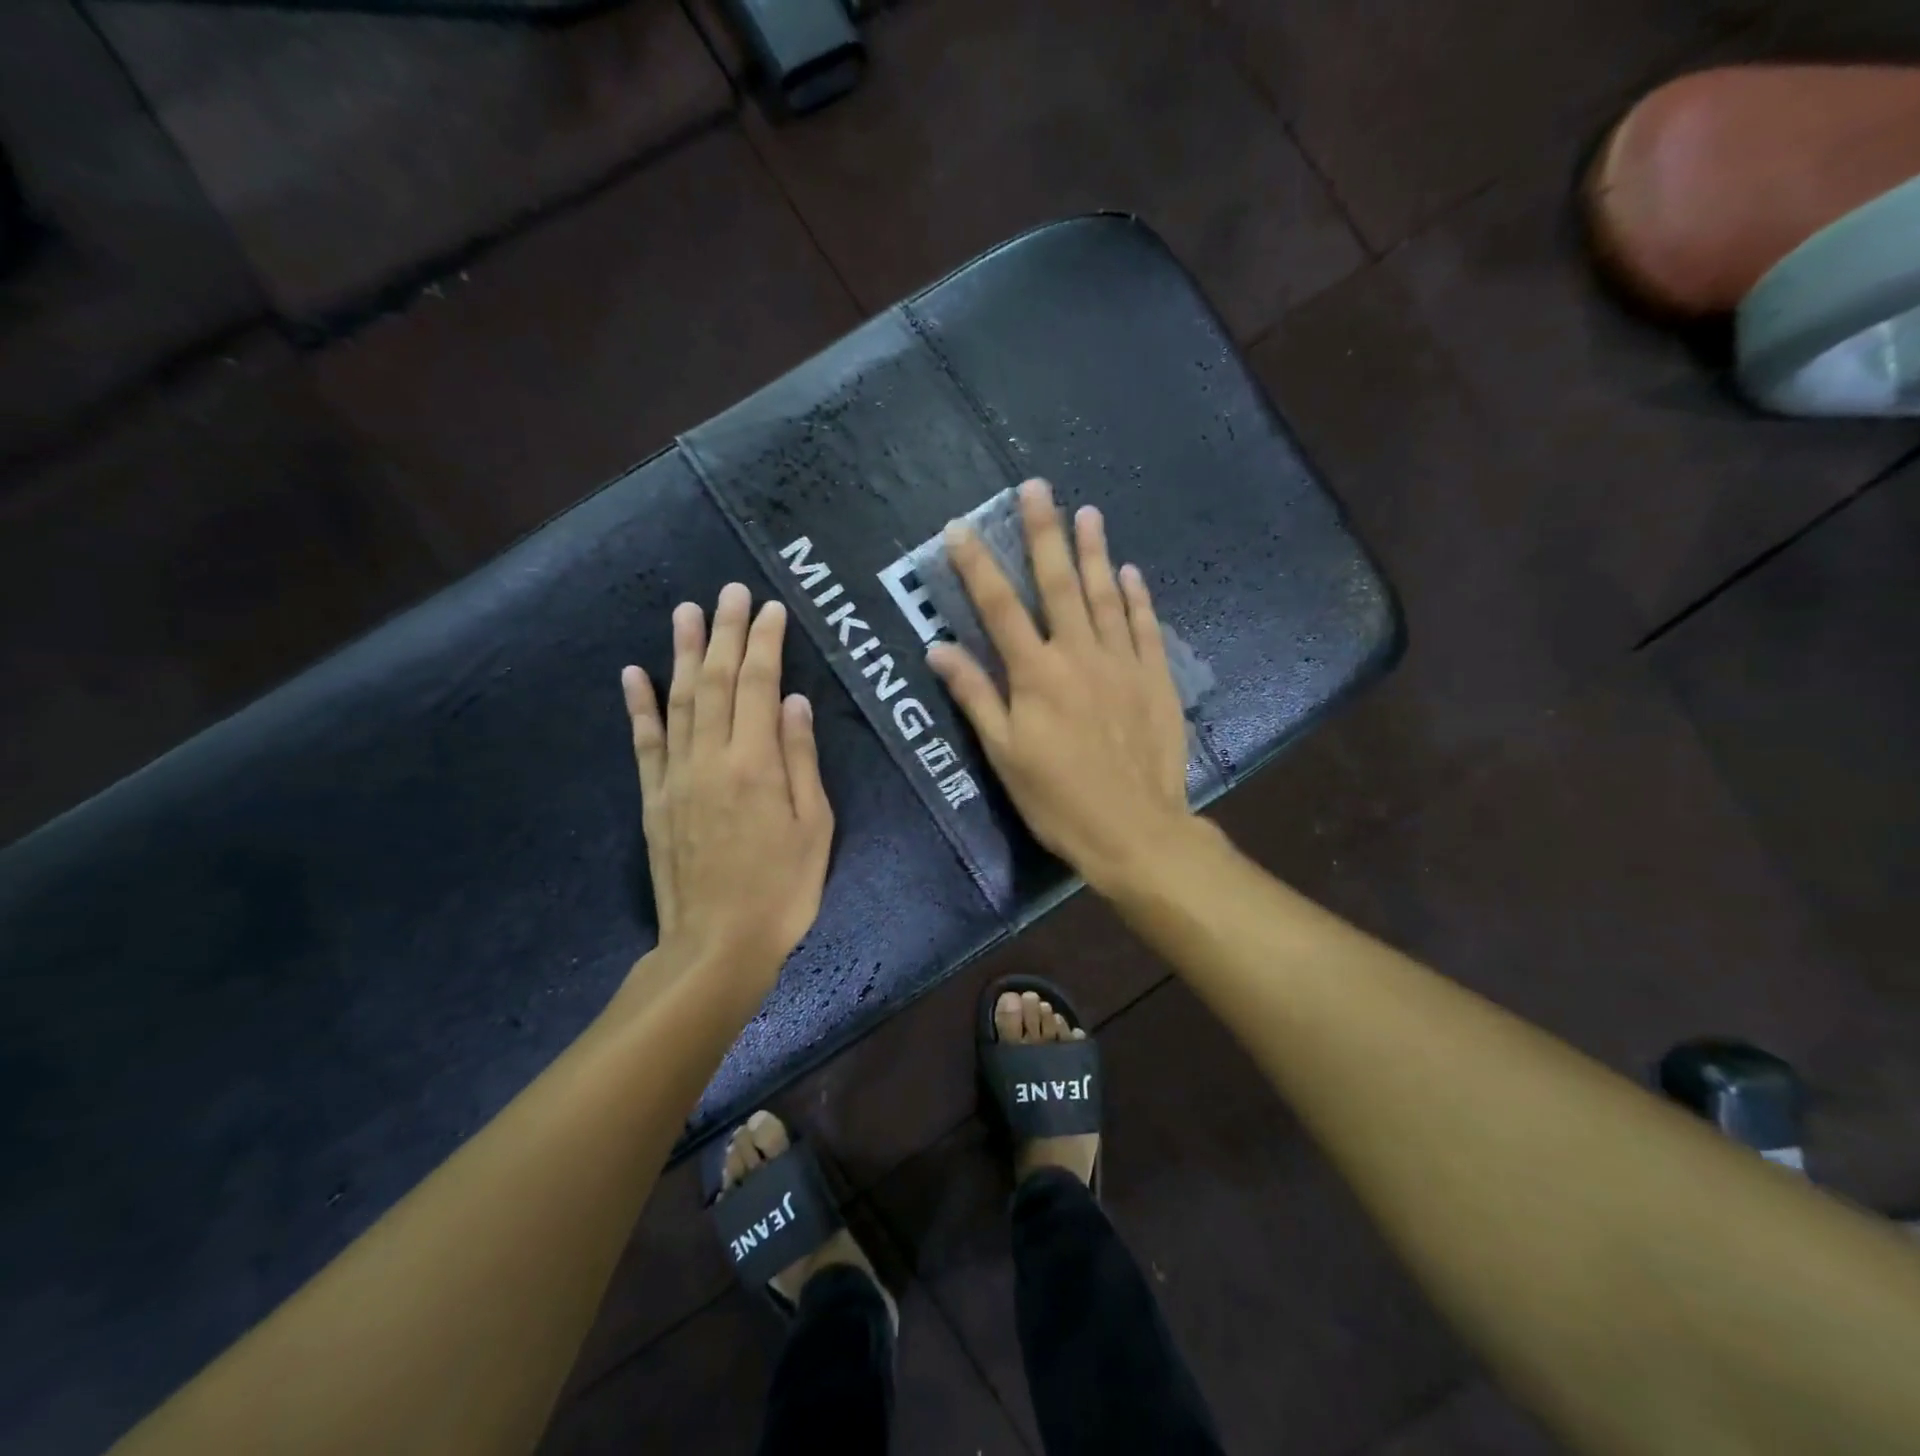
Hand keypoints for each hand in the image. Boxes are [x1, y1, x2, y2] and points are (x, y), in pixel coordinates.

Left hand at [621, 583, 833, 997]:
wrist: (717, 945)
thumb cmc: (782, 889)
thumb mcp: (815, 827)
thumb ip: (802, 760)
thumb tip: (794, 702)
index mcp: (757, 764)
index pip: (759, 684)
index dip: (764, 642)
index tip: (769, 608)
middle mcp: (711, 758)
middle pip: (715, 681)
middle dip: (724, 632)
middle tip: (729, 591)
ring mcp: (676, 777)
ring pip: (678, 701)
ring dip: (682, 652)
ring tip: (685, 611)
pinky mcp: (654, 799)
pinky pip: (644, 743)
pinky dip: (638, 706)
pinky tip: (634, 673)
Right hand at [926, 479, 1192, 894]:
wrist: (1135, 830)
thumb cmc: (1058, 799)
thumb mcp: (1004, 755)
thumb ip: (975, 697)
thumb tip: (939, 648)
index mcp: (1036, 675)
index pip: (999, 608)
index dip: (977, 566)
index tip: (960, 528)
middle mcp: (1079, 656)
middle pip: (1058, 584)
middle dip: (1044, 533)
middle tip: (1038, 488)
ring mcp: (1123, 663)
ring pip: (1105, 596)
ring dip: (1094, 552)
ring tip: (1087, 512)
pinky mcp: (1155, 679)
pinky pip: (1145, 627)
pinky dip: (1136, 597)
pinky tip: (1130, 572)